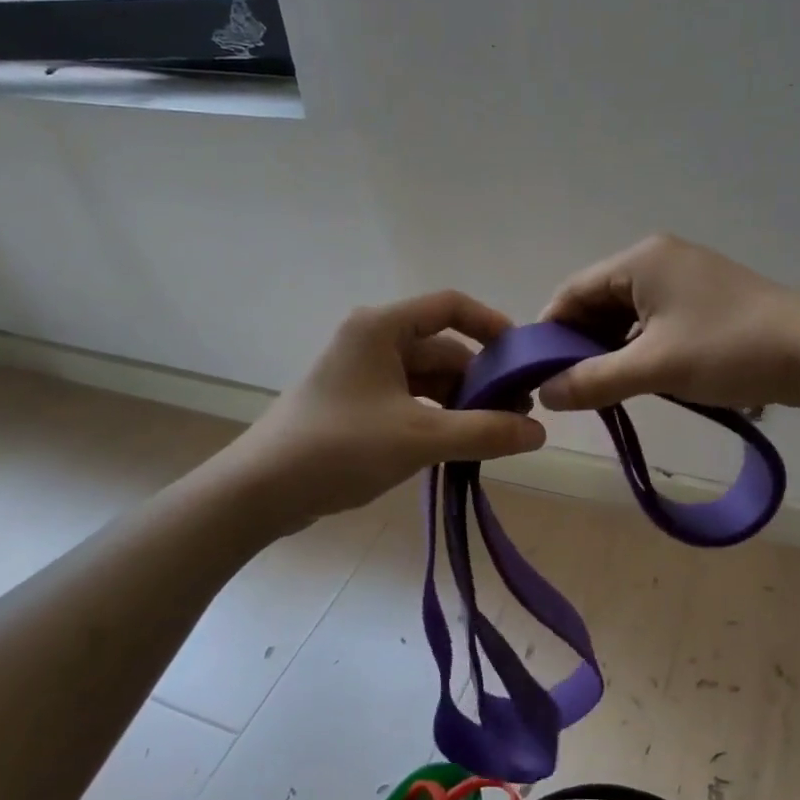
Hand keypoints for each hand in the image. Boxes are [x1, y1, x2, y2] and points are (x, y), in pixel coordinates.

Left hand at [227, 290, 545, 532]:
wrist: (260, 492)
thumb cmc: (339, 448)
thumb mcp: (420, 438)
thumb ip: (485, 432)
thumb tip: (540, 432)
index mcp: (381, 328)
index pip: (450, 306)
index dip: (492, 325)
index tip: (524, 358)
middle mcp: (372, 341)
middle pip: (443, 348)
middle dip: (483, 379)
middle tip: (519, 415)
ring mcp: (363, 375)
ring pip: (429, 379)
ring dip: (463, 403)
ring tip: (496, 435)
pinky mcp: (358, 405)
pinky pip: (412, 400)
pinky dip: (439, 417)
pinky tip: (460, 444)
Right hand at [536, 235, 799, 411]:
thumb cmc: (729, 350)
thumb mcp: (654, 368)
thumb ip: (593, 380)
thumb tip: (545, 394)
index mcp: (641, 260)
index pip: (573, 291)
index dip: (549, 332)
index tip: (536, 374)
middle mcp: (660, 259)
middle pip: (599, 301)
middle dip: (581, 344)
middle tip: (569, 389)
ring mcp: (687, 279)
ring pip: (628, 315)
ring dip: (611, 350)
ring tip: (602, 390)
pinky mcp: (707, 301)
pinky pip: (655, 322)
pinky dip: (640, 349)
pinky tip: (640, 380)